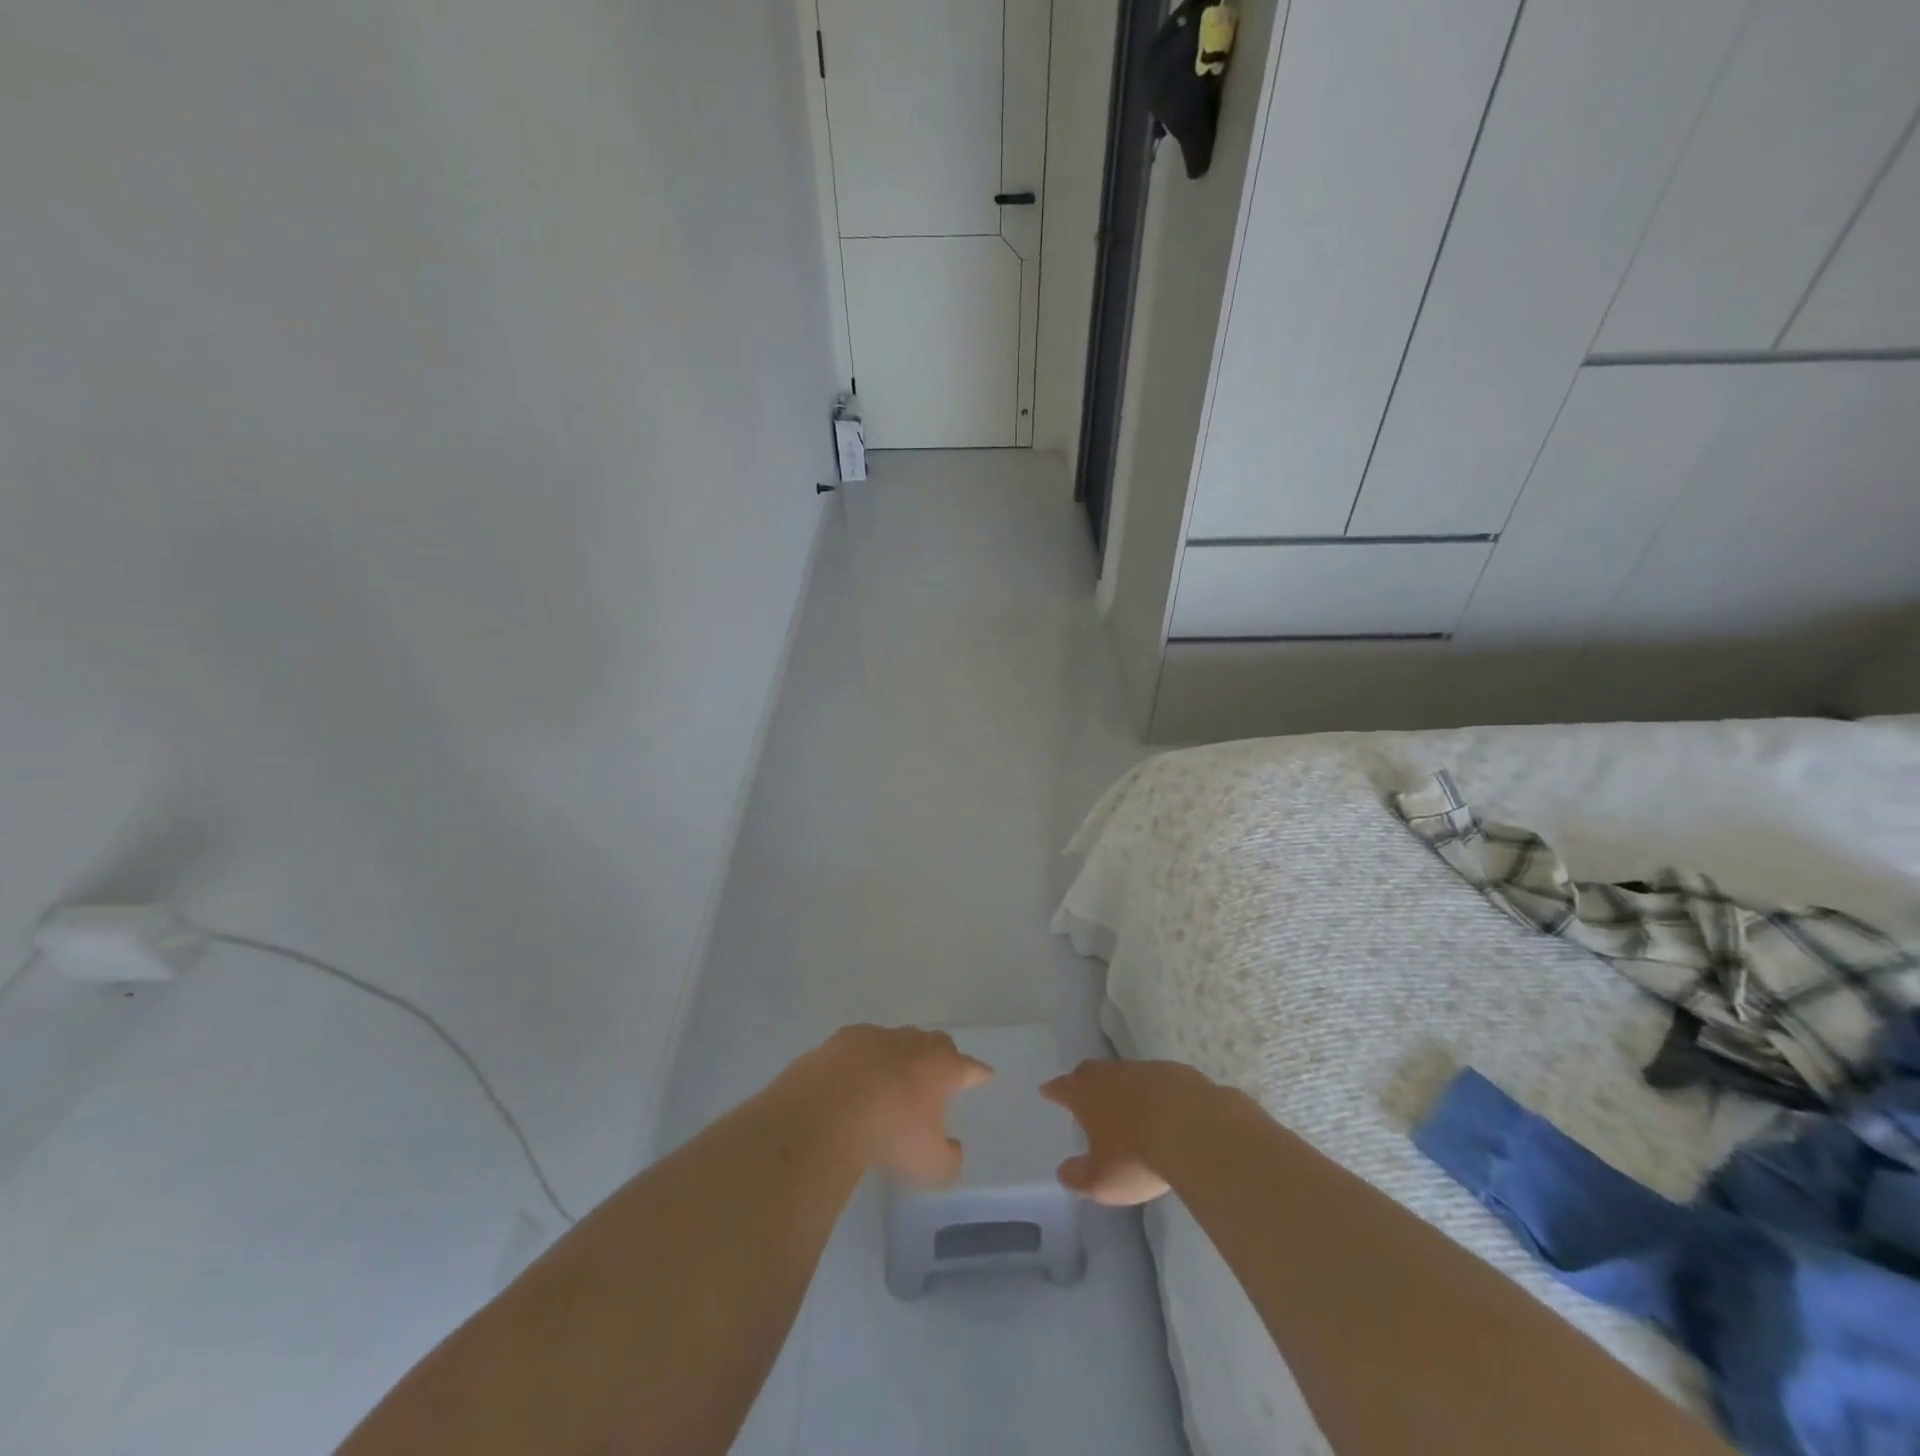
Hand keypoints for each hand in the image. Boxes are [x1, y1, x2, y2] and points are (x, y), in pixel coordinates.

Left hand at [781, 1025, 993, 1186]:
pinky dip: (864, 1059)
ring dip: (901, 1056)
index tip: (985, 1075)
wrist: (826, 1110)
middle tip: (940, 1073)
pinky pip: (862, 1045)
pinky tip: (855, 1077)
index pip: (969, 1067)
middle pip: (937, 1043)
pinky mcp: (843, 1039)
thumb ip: (949, 1159)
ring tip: (895, 1077)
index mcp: (941, 1068)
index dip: (979, 1073)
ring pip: (898, 1040)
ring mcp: (877, 1036)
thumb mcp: (929, 1166)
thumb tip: (952, 1149)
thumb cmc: (889, 1135)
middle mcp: (913, 1044)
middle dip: (942, 1056)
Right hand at [1041, 1058, 1217, 1205]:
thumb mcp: (1101, 1180)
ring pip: (1125, 1073)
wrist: (1194, 1130)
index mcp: (1087, 1094)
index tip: (1047, 1089)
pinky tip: (1163, 1109)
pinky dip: (1154, 1092)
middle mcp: (1112, 1074)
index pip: (1063, 1087)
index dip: (1054, 1090)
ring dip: (1122, 1087)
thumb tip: (1064, 1171)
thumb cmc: (1137, 1156)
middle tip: (1081, 1091)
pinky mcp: (1176, 1074)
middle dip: (1083, 1081)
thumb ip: (1078, 1176)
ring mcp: (1145, 1070)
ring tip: (1126, 1104)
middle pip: (1091, 1072)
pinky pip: (1158, 1081)